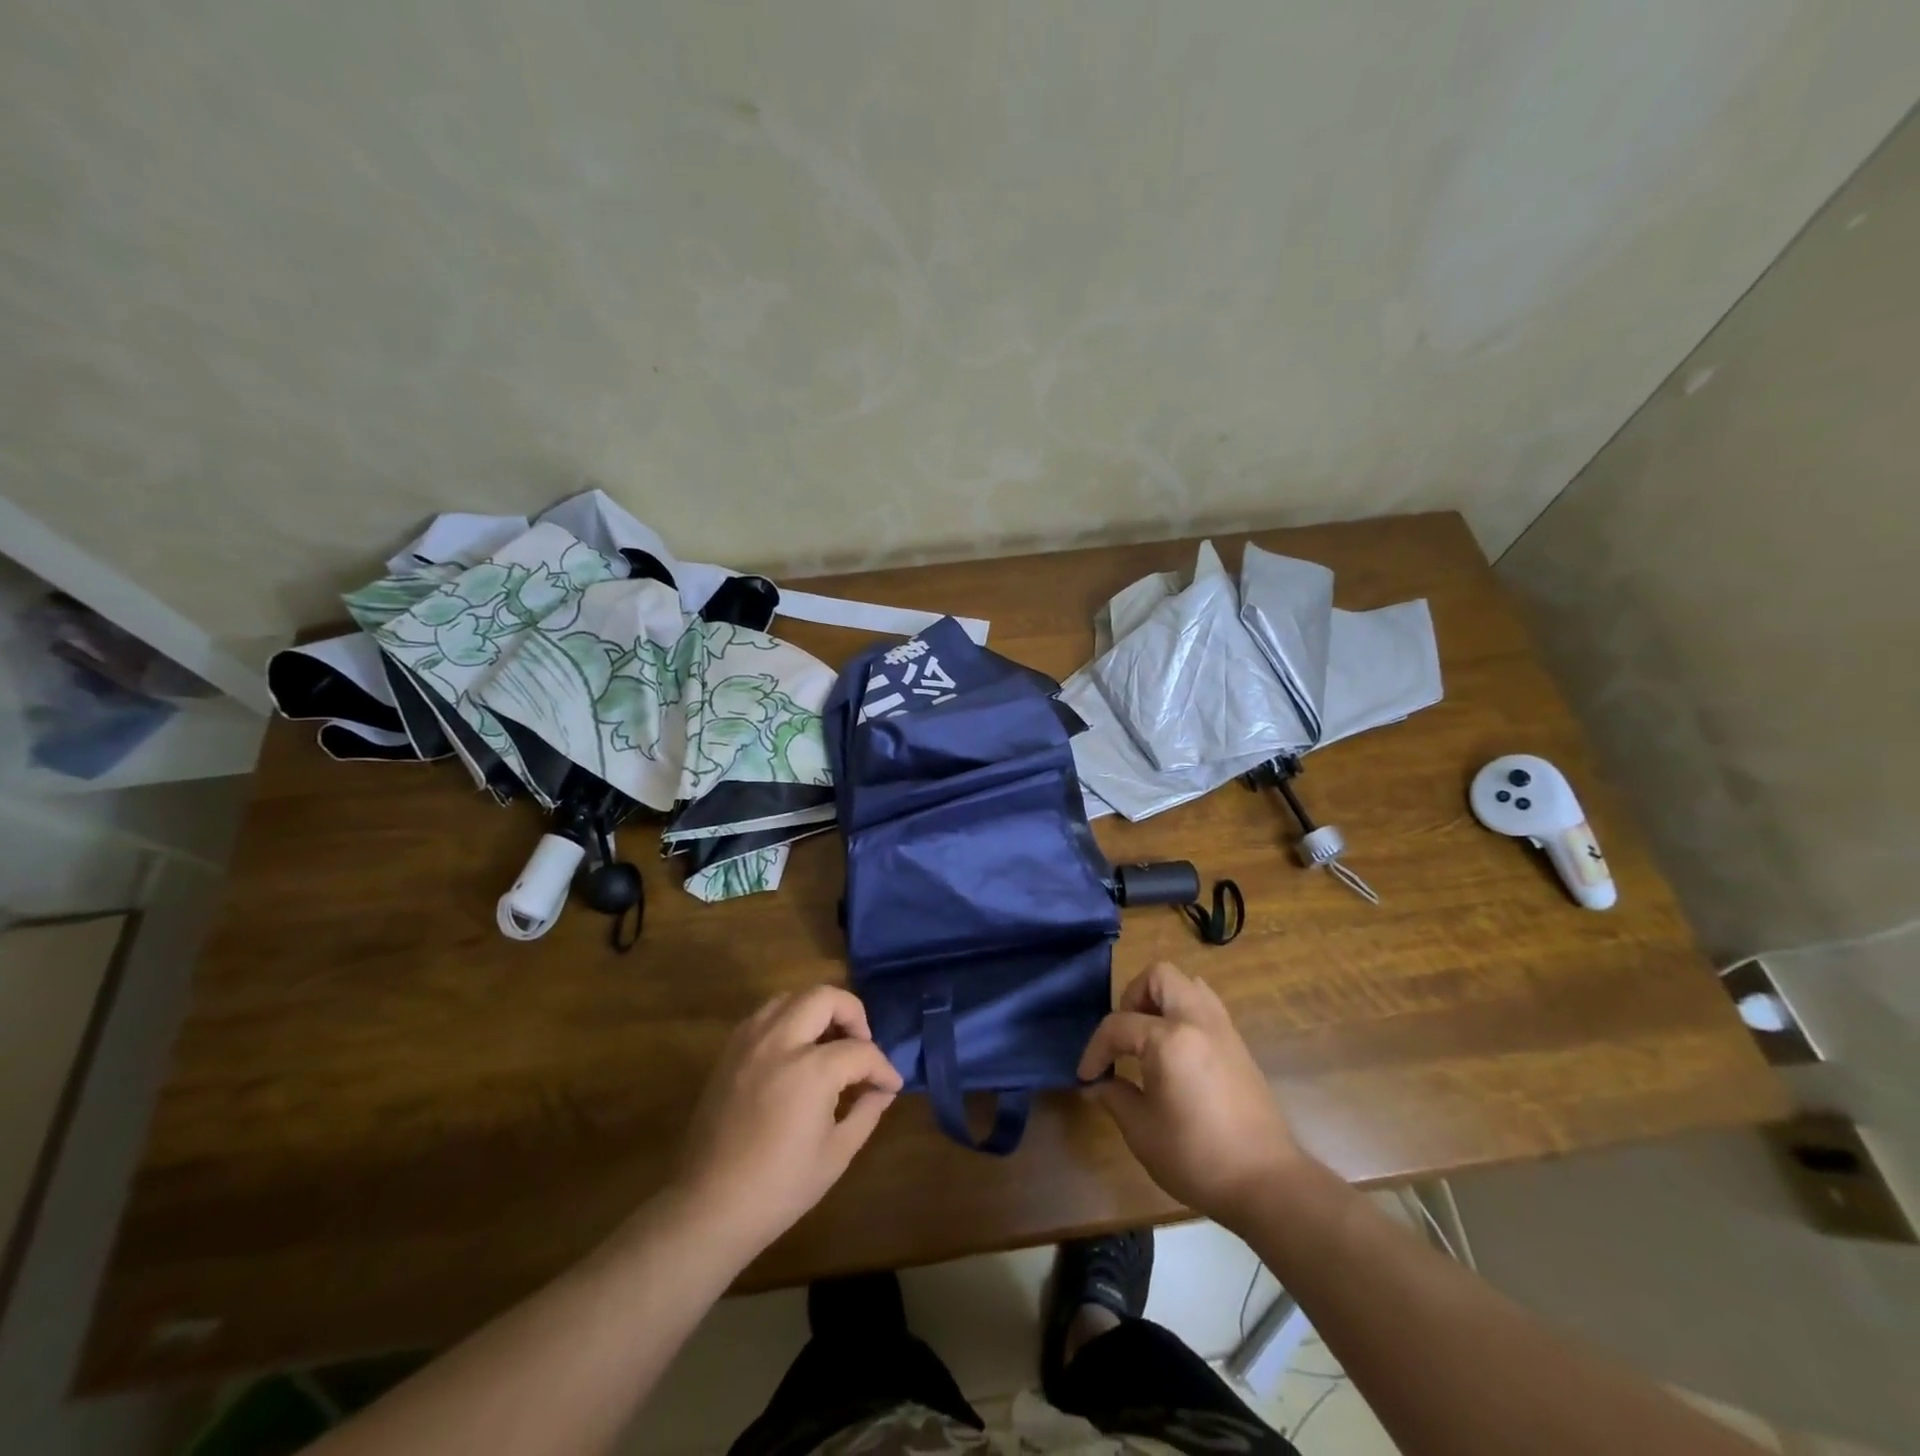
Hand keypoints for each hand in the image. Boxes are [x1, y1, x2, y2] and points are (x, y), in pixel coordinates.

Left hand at [675, 986, 902, 1261]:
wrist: (709, 1207)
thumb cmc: (779, 1188)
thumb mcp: (836, 1154)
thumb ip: (866, 1112)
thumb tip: (883, 1090)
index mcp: (811, 1070)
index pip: (861, 1051)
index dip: (883, 1068)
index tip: (891, 1084)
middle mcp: (780, 1042)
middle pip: (825, 997)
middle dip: (853, 1014)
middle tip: (862, 1043)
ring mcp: (750, 1042)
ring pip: (792, 996)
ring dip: (818, 1010)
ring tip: (829, 1042)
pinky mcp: (730, 1051)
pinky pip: (765, 1014)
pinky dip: (788, 1018)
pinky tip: (796, 1051)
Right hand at [1079, 962, 1303, 1230]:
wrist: (1267, 1182)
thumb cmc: (1197, 1157)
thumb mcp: (1142, 1132)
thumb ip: (1114, 1097)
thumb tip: (1097, 1084)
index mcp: (1169, 1039)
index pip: (1118, 1026)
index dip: (1096, 1049)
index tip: (1087, 1076)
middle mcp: (1197, 1020)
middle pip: (1158, 977)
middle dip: (1132, 998)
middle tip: (1123, 1036)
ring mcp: (1222, 1028)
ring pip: (1187, 984)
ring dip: (1161, 1000)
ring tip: (1148, 1036)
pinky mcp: (1238, 1044)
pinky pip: (1205, 1005)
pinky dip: (1183, 1013)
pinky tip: (1175, 1050)